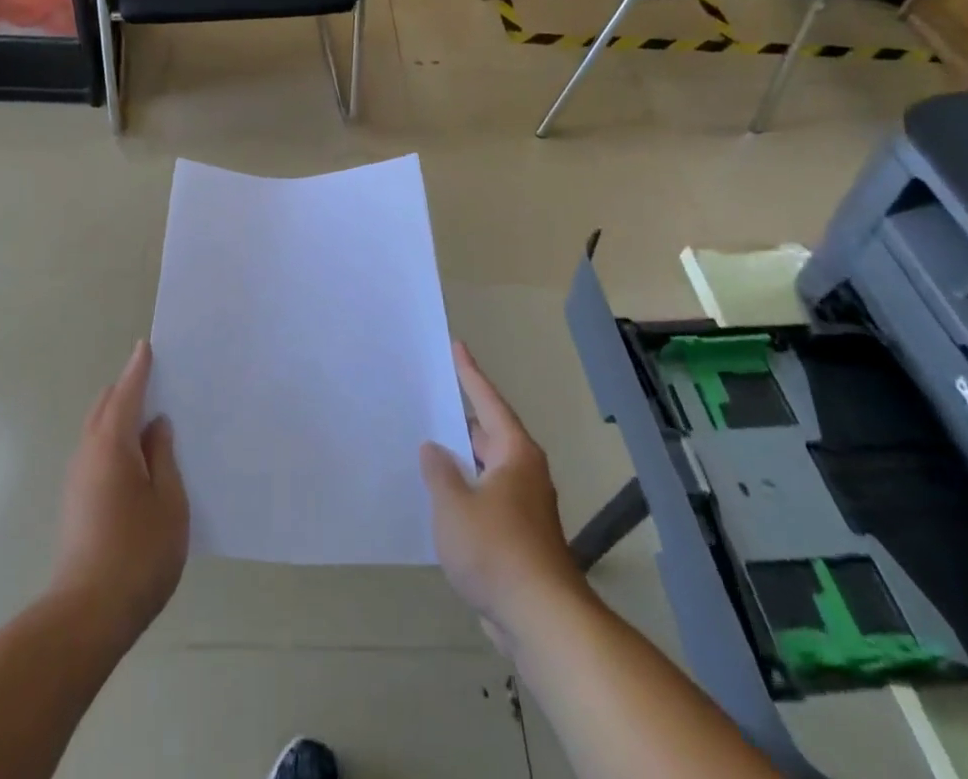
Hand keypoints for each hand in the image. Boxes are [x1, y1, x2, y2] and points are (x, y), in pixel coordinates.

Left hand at [51, 340, 188, 642]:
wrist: (86, 616)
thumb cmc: (138, 554)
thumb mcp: (169, 502)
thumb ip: (163, 457)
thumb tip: (156, 425)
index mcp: (112, 444)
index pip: (126, 392)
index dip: (138, 368)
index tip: (146, 346)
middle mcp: (88, 452)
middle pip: (105, 406)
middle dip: (127, 389)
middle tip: (156, 380)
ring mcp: (77, 479)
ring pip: (98, 430)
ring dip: (119, 416)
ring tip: (150, 417)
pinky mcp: (75, 502)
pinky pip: (96, 452)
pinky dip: (114, 439)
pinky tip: (135, 457)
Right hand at [421, 342, 582, 644]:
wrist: (542, 621)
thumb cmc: (497, 550)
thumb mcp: (454, 504)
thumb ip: (439, 471)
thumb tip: (434, 449)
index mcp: (514, 453)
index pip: (488, 401)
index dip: (470, 374)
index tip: (457, 346)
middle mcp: (523, 473)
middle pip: (488, 435)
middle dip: (459, 421)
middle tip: (428, 400)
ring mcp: (523, 508)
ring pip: (486, 471)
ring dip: (460, 461)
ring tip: (426, 447)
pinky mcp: (519, 539)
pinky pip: (485, 500)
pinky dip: (464, 493)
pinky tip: (440, 500)